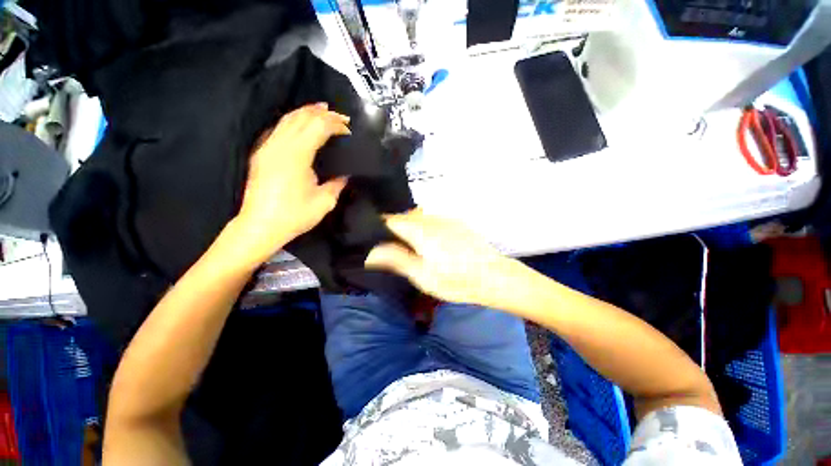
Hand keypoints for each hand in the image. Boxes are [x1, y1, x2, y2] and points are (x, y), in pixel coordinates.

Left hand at [231, 103, 350, 265]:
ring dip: (306, 112)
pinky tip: (300, 124)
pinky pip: (278, 128)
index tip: (349, 130)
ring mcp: (267, 147)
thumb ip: (337, 184)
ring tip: (322, 109)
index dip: (335, 124)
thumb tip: (345, 175)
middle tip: (341, 116)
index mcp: (297, 155)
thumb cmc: (295, 215)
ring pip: (287, 119)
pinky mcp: (261, 153)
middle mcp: (280, 145)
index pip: (318, 127)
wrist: (260, 225)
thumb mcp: (325, 201)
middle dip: (323, 114)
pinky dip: (292, 121)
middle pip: (302, 117)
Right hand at [365, 209, 532, 307]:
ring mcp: (446, 218)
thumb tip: (370, 252)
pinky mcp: (456, 222)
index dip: (378, 226)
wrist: (495, 277)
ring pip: (418, 216)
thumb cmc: (457, 281)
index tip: (373, 239)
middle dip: (394, 227)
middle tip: (391, 247)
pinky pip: (432, 218)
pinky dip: (424, 226)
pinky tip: (430, 242)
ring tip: (411, 246)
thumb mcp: (423, 276)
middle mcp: (432, 218)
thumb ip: (397, 260)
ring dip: (410, 226)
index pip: (391, 219)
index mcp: (421, 231)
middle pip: (404, 216)